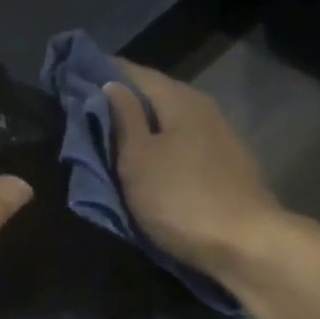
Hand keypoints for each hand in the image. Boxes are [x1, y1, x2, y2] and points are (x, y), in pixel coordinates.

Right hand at [103, 61, 285, 282]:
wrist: (245, 244)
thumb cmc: (180, 199)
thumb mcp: (138, 159)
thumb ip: (124, 119)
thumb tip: (112, 85)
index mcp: (179, 100)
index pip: (135, 73)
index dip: (104, 73)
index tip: (74, 78)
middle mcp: (203, 109)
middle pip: (156, 96)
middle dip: (122, 101)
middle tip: (86, 111)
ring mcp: (219, 138)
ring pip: (170, 122)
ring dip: (142, 126)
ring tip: (112, 137)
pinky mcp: (225, 167)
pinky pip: (182, 145)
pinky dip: (160, 146)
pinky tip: (147, 160)